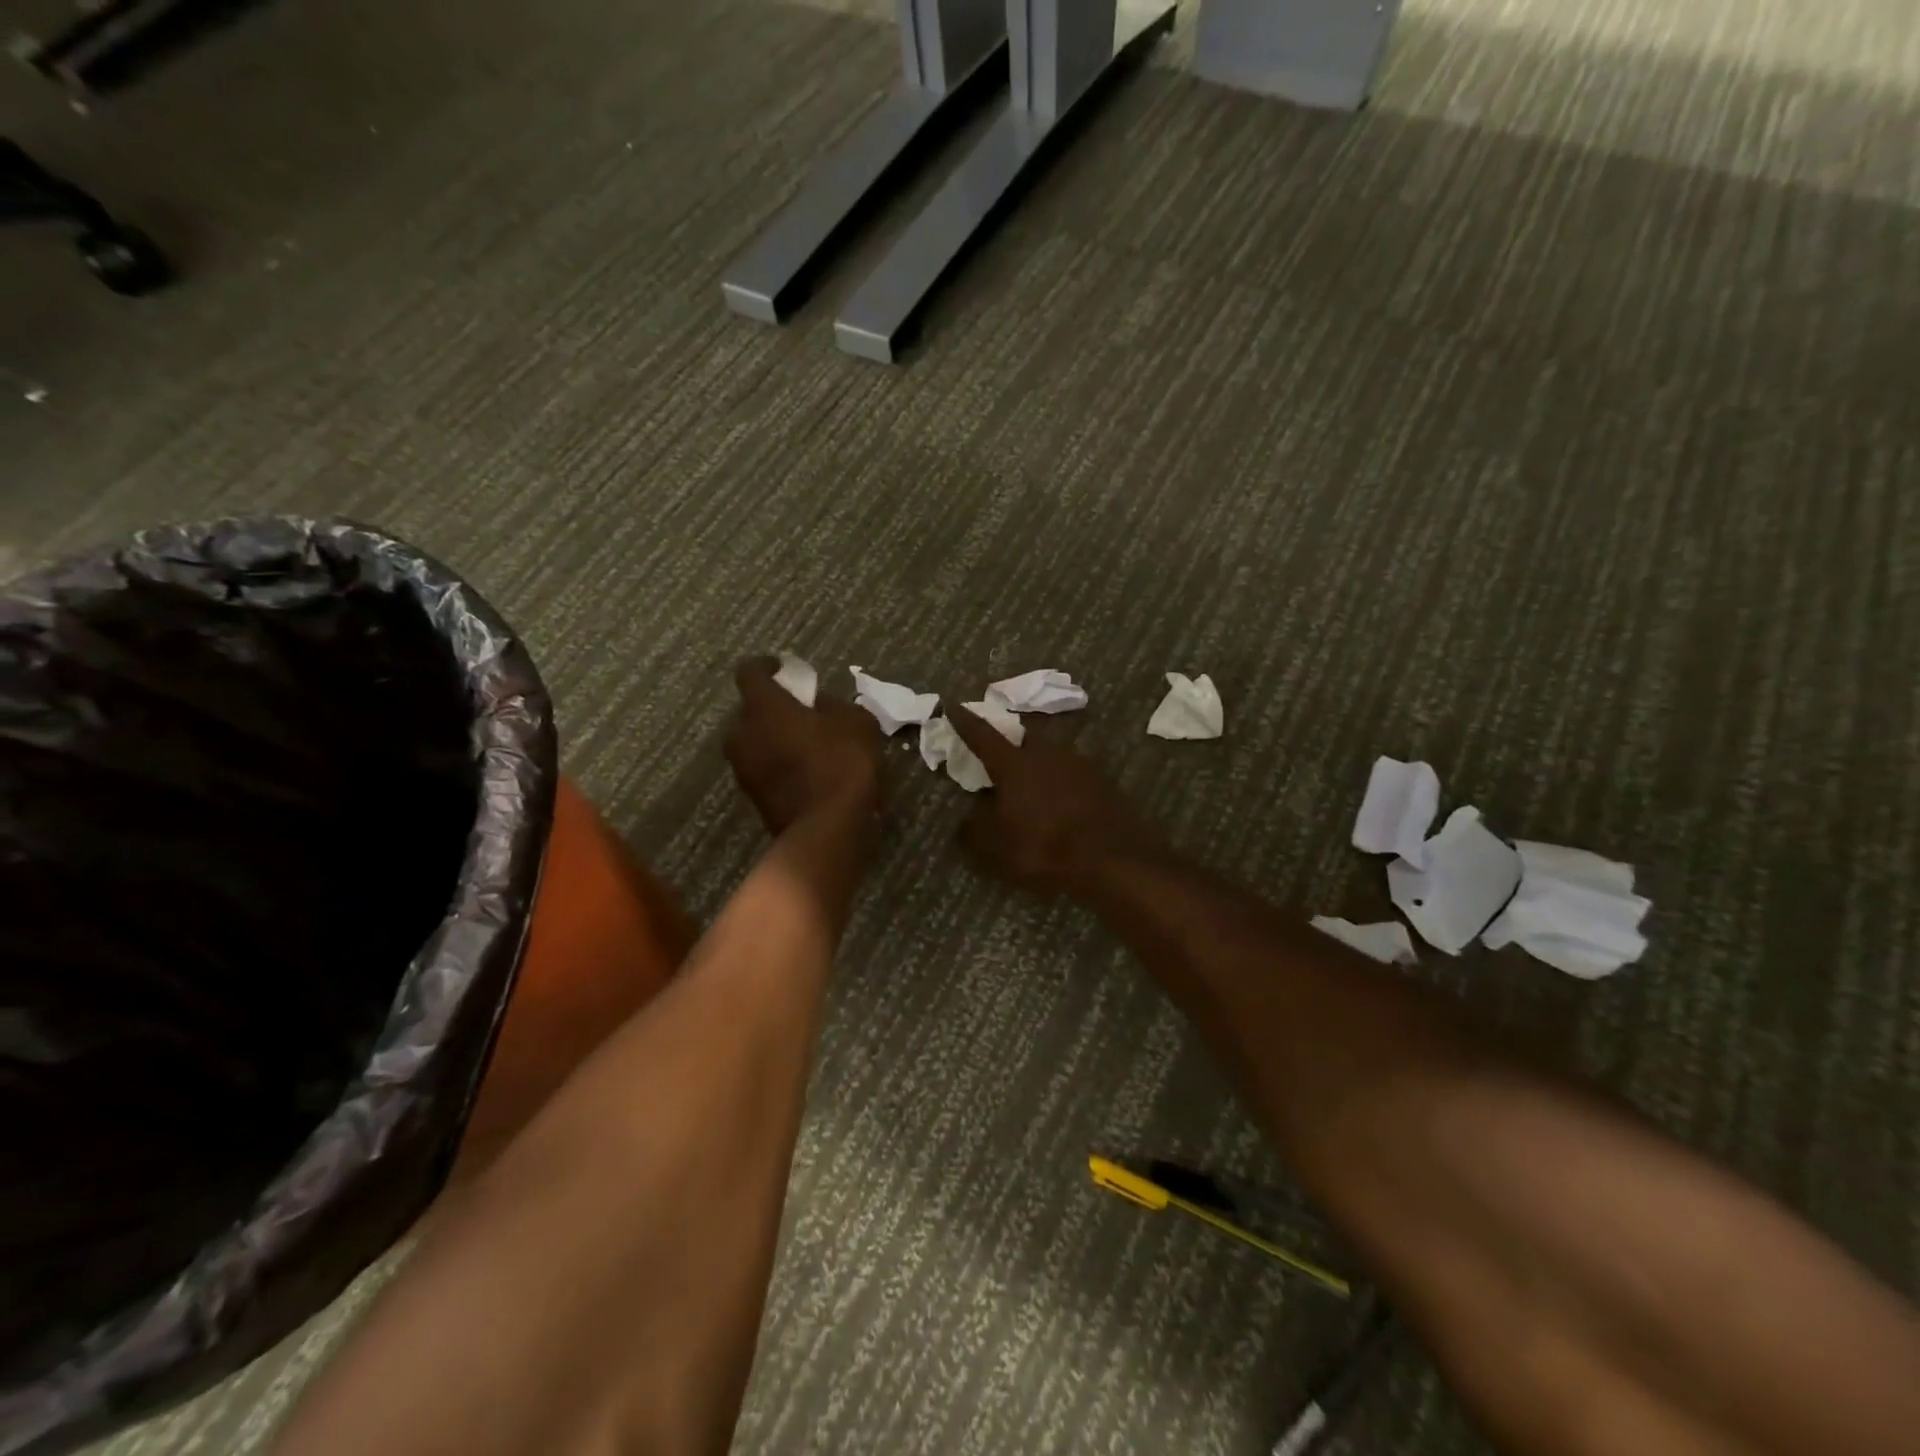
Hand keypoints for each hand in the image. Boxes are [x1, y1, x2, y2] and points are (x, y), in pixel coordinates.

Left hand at [725, 659, 884, 835]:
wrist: (828, 829)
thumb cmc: (843, 763)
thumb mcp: (856, 722)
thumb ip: (833, 705)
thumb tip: (819, 706)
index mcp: (764, 707)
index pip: (749, 672)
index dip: (765, 665)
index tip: (782, 667)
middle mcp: (743, 734)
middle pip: (750, 710)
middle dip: (771, 707)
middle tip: (800, 711)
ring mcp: (743, 769)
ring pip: (754, 742)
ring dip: (773, 738)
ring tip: (804, 744)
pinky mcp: (753, 798)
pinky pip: (762, 768)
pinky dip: (778, 764)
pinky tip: (806, 772)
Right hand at [947, 705, 1156, 895]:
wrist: (1113, 859)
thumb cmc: (1044, 848)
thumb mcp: (996, 849)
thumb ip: (975, 830)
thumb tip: (966, 820)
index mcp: (1015, 765)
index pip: (983, 736)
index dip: (966, 722)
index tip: (953, 705)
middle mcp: (1047, 754)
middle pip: (1025, 739)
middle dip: (1013, 745)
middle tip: (1004, 760)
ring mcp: (1080, 765)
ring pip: (1053, 757)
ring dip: (1041, 768)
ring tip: (1035, 791)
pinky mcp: (1104, 782)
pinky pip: (1075, 777)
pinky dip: (1064, 786)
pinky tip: (1064, 807)